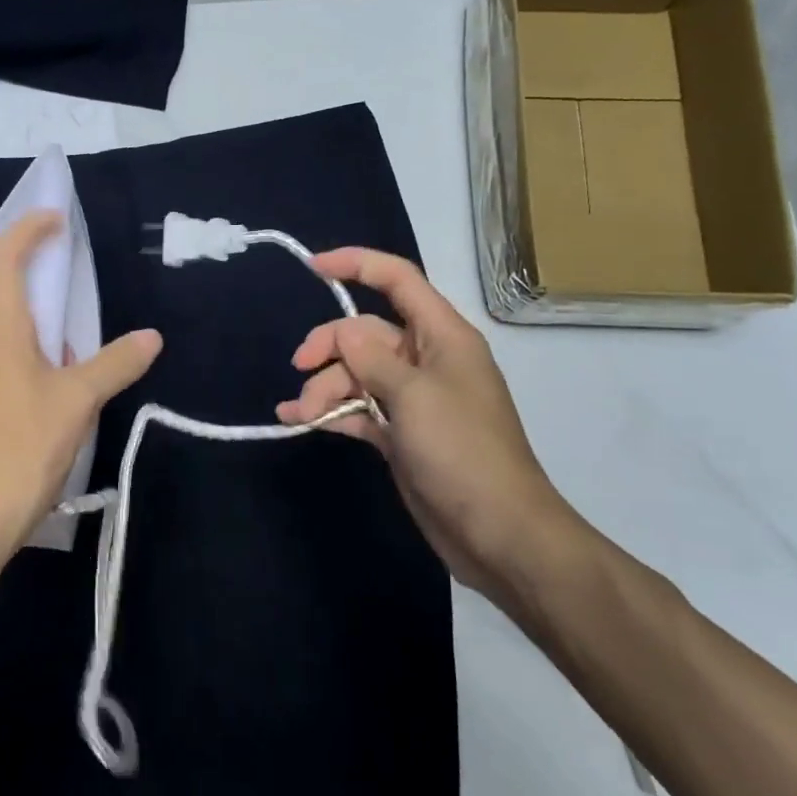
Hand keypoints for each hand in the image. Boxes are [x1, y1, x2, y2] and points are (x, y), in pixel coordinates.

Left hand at [0, 211, 161, 572]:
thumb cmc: (23, 449)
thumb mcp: (79, 403)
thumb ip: (115, 364)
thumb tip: (151, 336)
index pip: (4, 259)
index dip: (28, 230)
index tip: (54, 221)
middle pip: (2, 312)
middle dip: (40, 319)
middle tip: (72, 354)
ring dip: (23, 358)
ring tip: (52, 399)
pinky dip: (2, 386)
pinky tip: (20, 427)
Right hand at [276, 247, 583, 605]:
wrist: (498, 531)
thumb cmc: (462, 451)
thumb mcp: (414, 395)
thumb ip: (372, 359)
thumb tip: (344, 333)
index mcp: (442, 336)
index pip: (399, 281)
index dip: (358, 264)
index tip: (313, 268)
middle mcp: (426, 360)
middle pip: (366, 332)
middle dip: (330, 346)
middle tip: (300, 367)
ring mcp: (412, 399)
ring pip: (356, 374)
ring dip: (325, 387)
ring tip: (302, 413)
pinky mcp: (400, 433)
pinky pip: (358, 409)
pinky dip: (331, 412)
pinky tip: (299, 420)